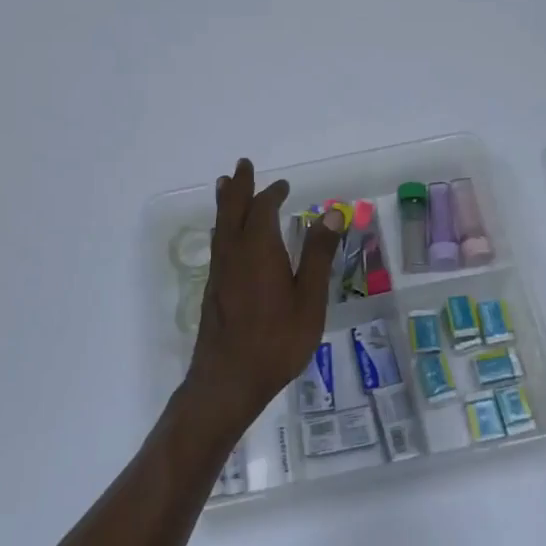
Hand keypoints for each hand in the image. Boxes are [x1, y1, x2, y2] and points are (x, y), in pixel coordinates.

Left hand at [182, 158, 344, 436]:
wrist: (228, 381)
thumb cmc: (277, 340)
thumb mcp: (309, 299)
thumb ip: (319, 254)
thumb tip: (332, 212)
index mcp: (259, 250)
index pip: (263, 209)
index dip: (272, 193)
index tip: (283, 185)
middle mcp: (234, 253)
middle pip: (233, 210)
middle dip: (239, 186)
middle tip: (242, 165)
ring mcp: (220, 272)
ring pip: (221, 226)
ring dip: (226, 203)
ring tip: (226, 186)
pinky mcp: (213, 290)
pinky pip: (218, 245)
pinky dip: (224, 227)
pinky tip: (226, 236)